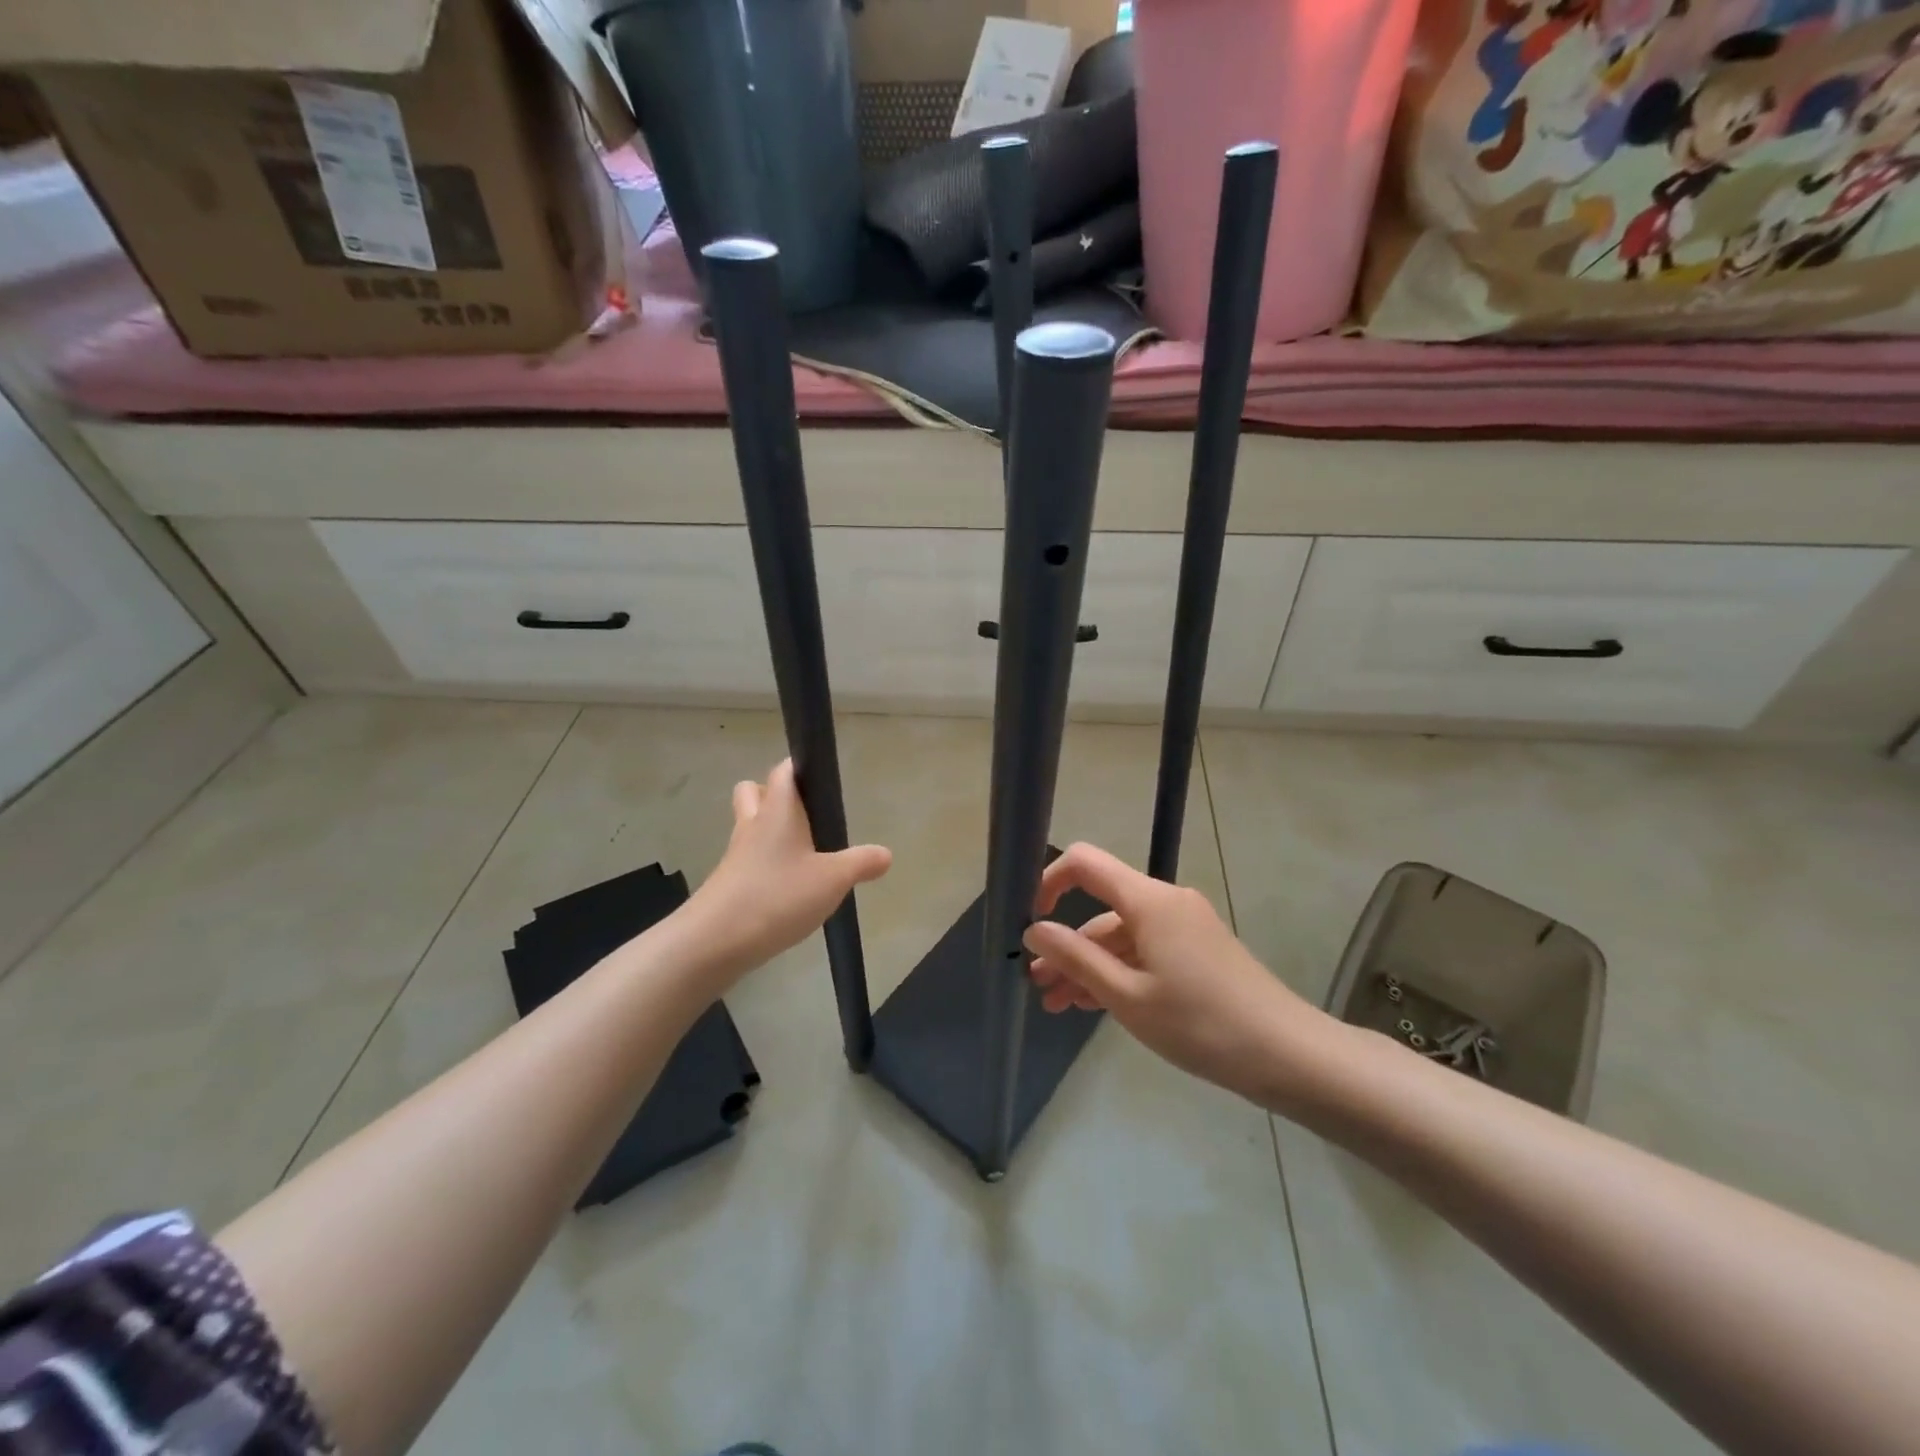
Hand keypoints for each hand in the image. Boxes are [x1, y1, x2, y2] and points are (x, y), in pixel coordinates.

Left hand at [685, 760, 891, 981]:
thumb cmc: (777, 896)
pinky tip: (787, 890)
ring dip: (770, 832)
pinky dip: (765, 866)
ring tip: (803, 856)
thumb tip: (885, 853)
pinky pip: (748, 861)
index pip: (784, 771)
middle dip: (776, 796)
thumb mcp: (832, 880)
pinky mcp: (728, 884)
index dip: (801, 767)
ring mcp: (736, 855)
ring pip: (750, 827)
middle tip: (807, 818)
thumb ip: (861, 863)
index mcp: (778, 811)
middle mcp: (753, 825)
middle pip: (755, 791)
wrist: (714, 942)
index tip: (822, 779)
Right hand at [1023, 843, 1332, 1109]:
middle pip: (1101, 909)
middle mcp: (1166, 902)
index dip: (1049, 881)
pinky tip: (1097, 1005)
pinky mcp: (1197, 950)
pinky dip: (1119, 972)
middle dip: (1066, 945)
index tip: (1030, 921)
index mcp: (1148, 900)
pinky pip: (1145, 950)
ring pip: (1121, 936)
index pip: (1084, 863)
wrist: (1287, 1054)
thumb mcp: (1128, 996)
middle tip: (1039, 986)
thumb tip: (1034, 930)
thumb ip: (1076, 958)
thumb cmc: (1200, 1024)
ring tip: (1060, 1006)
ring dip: (1090, 966)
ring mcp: (1184, 926)